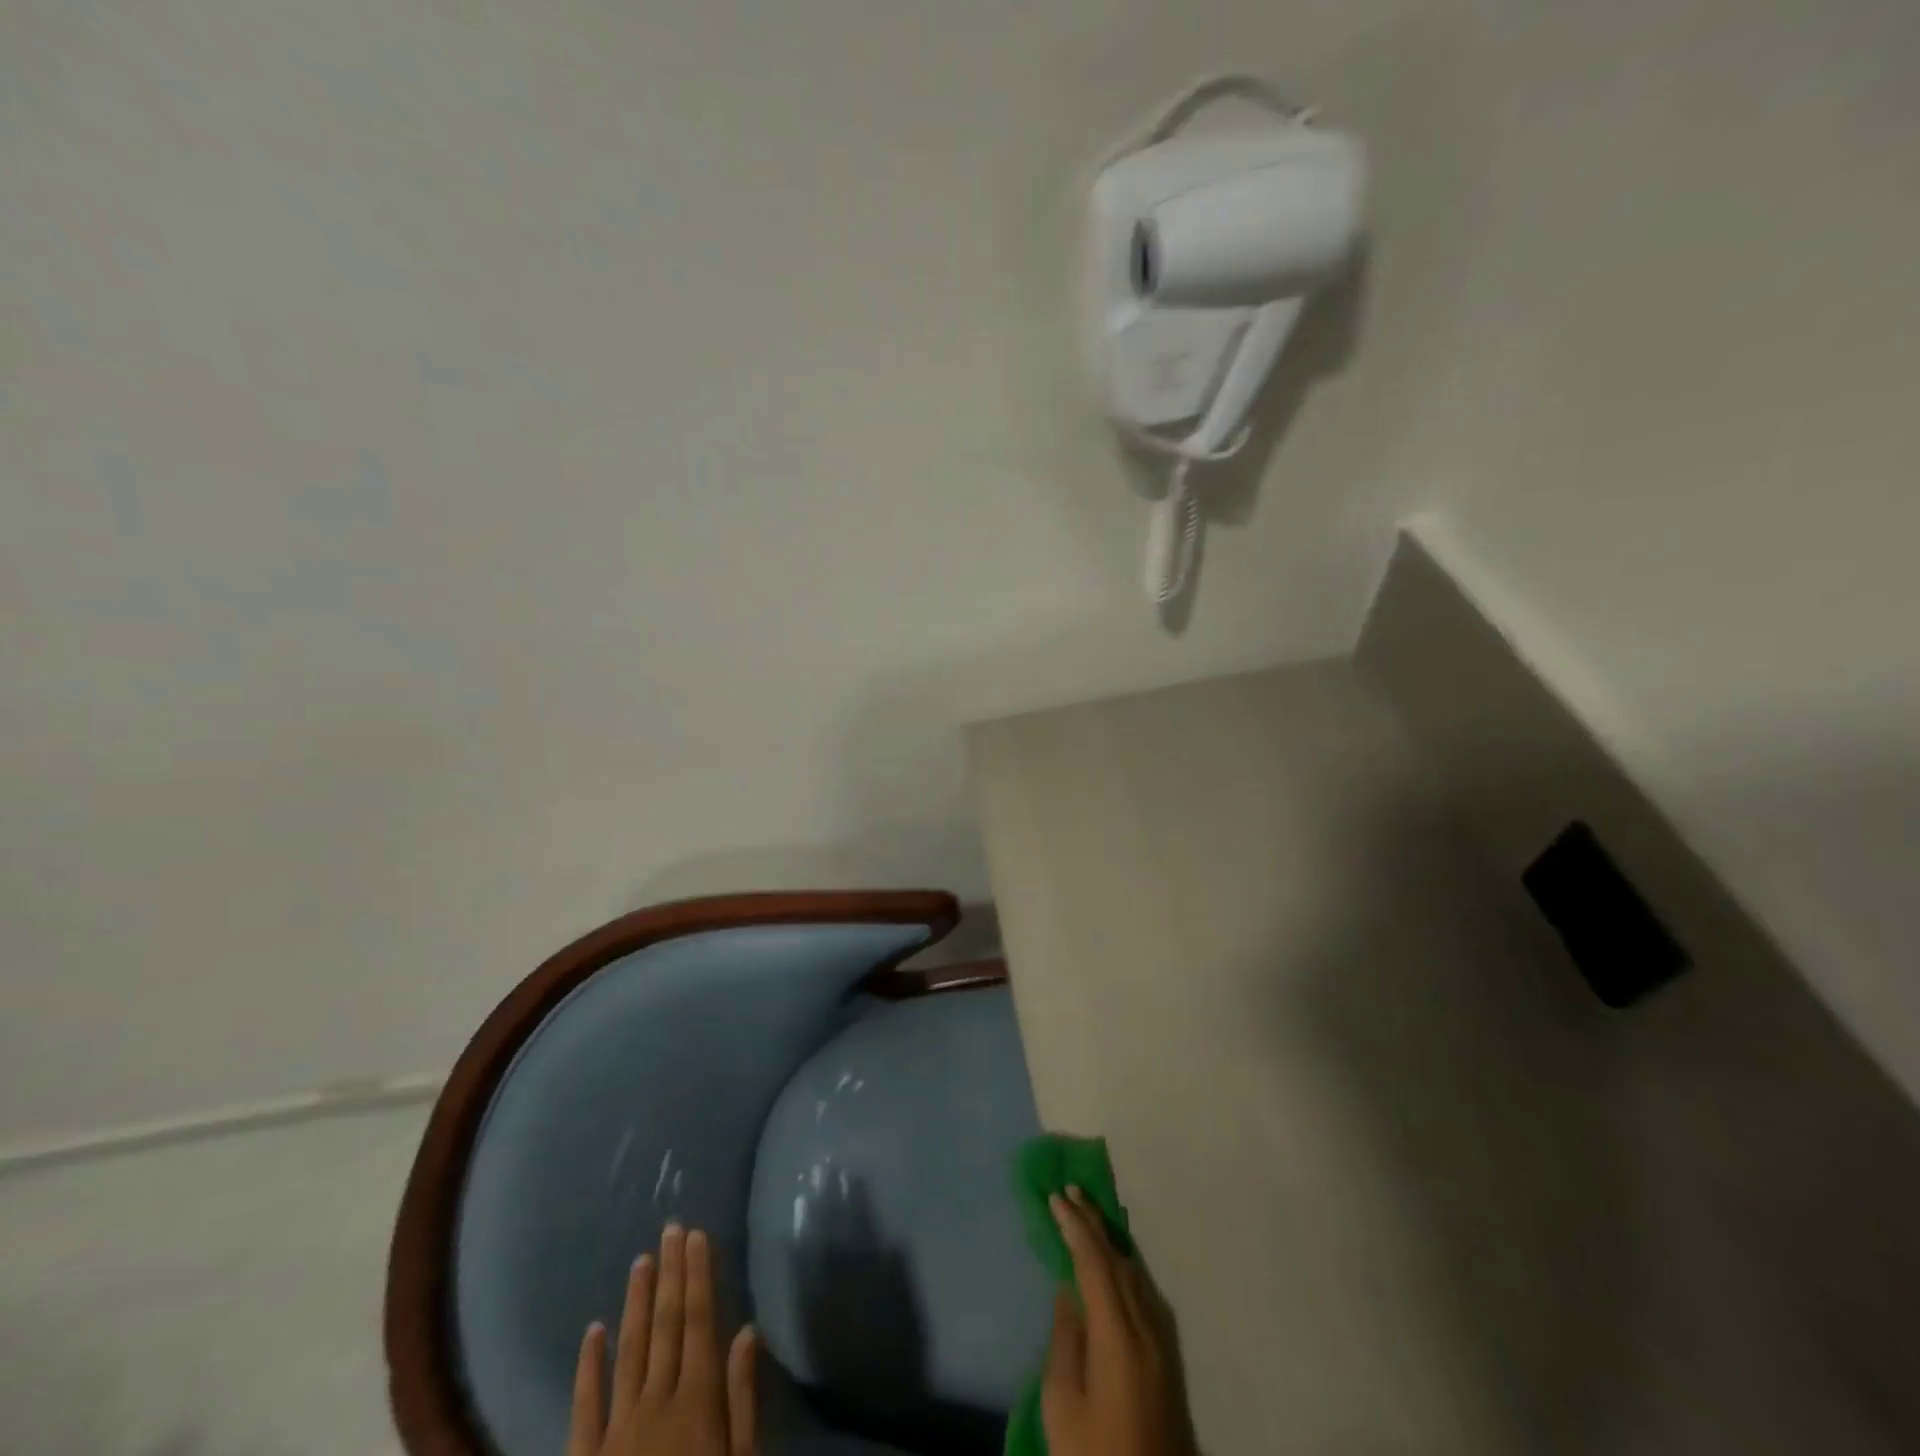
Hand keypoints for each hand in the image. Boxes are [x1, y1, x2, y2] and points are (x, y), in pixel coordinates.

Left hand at [568, 1223, 758, 1455]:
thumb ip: (741, 1399)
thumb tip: (746, 1331)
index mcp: (697, 1401)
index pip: (699, 1321)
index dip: (698, 1275)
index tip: (697, 1235)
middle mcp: (656, 1401)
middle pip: (665, 1325)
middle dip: (671, 1273)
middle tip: (671, 1227)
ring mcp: (616, 1428)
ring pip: (628, 1350)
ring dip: (635, 1303)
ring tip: (641, 1261)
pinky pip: (585, 1404)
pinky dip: (589, 1365)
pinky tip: (593, 1331)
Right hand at [1041, 1188, 1194, 1455]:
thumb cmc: (1098, 1455)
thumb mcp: (1064, 1406)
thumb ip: (1066, 1342)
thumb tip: (1068, 1293)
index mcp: (1118, 1334)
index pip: (1094, 1262)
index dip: (1074, 1226)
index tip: (1055, 1197)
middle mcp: (1146, 1326)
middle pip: (1118, 1259)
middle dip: (1093, 1221)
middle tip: (1071, 1189)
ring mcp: (1162, 1342)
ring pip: (1135, 1272)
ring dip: (1110, 1239)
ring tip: (1089, 1214)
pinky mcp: (1169, 1358)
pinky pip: (1144, 1291)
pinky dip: (1125, 1264)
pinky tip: (1116, 1261)